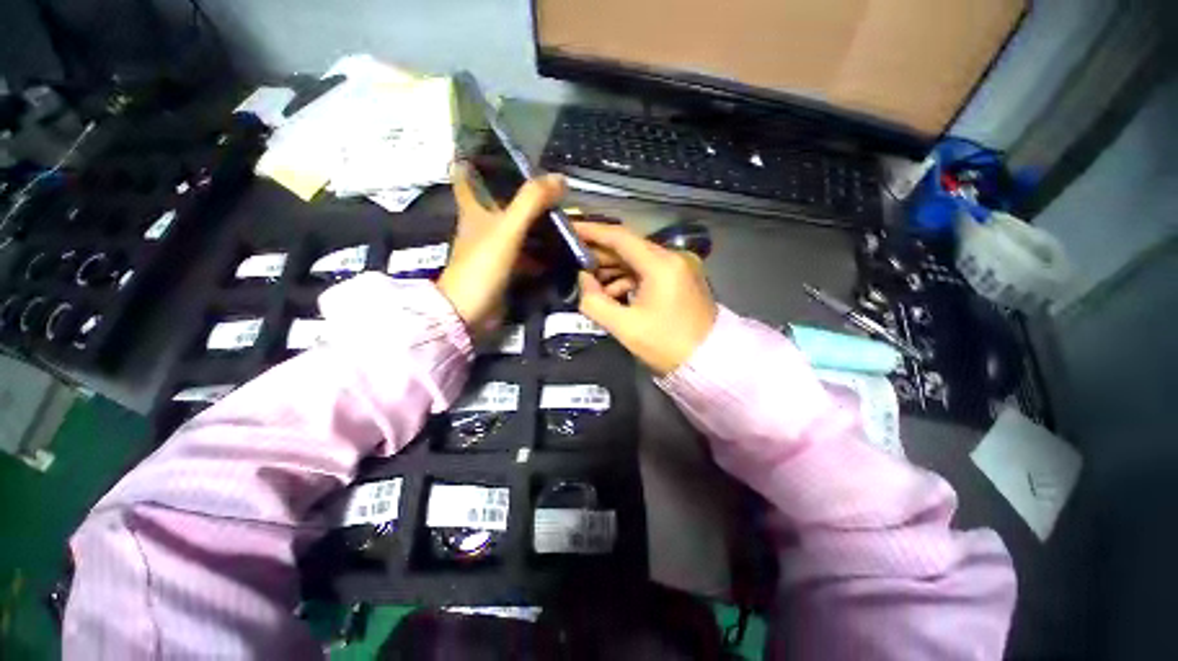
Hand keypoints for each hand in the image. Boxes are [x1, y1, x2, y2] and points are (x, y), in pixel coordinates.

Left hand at [438, 164, 565, 336]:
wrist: (471, 311)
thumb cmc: (483, 265)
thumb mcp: (507, 228)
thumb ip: (531, 202)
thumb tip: (559, 178)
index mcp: (474, 211)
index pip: (466, 179)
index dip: (471, 161)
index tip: (487, 148)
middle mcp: (482, 228)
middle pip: (500, 203)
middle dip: (519, 194)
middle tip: (547, 185)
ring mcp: (495, 251)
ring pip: (517, 230)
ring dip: (535, 224)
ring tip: (562, 215)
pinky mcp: (505, 271)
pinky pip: (526, 255)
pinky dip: (540, 252)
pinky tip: (559, 250)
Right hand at [575, 222, 717, 374]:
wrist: (709, 361)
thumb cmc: (666, 345)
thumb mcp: (624, 327)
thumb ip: (594, 301)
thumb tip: (583, 279)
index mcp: (662, 264)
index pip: (620, 237)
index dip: (592, 231)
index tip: (570, 227)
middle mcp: (674, 257)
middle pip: (630, 247)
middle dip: (601, 255)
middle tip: (575, 261)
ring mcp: (681, 267)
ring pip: (638, 260)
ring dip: (614, 270)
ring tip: (592, 285)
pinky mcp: (682, 278)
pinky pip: (649, 271)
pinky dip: (630, 279)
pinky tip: (614, 294)